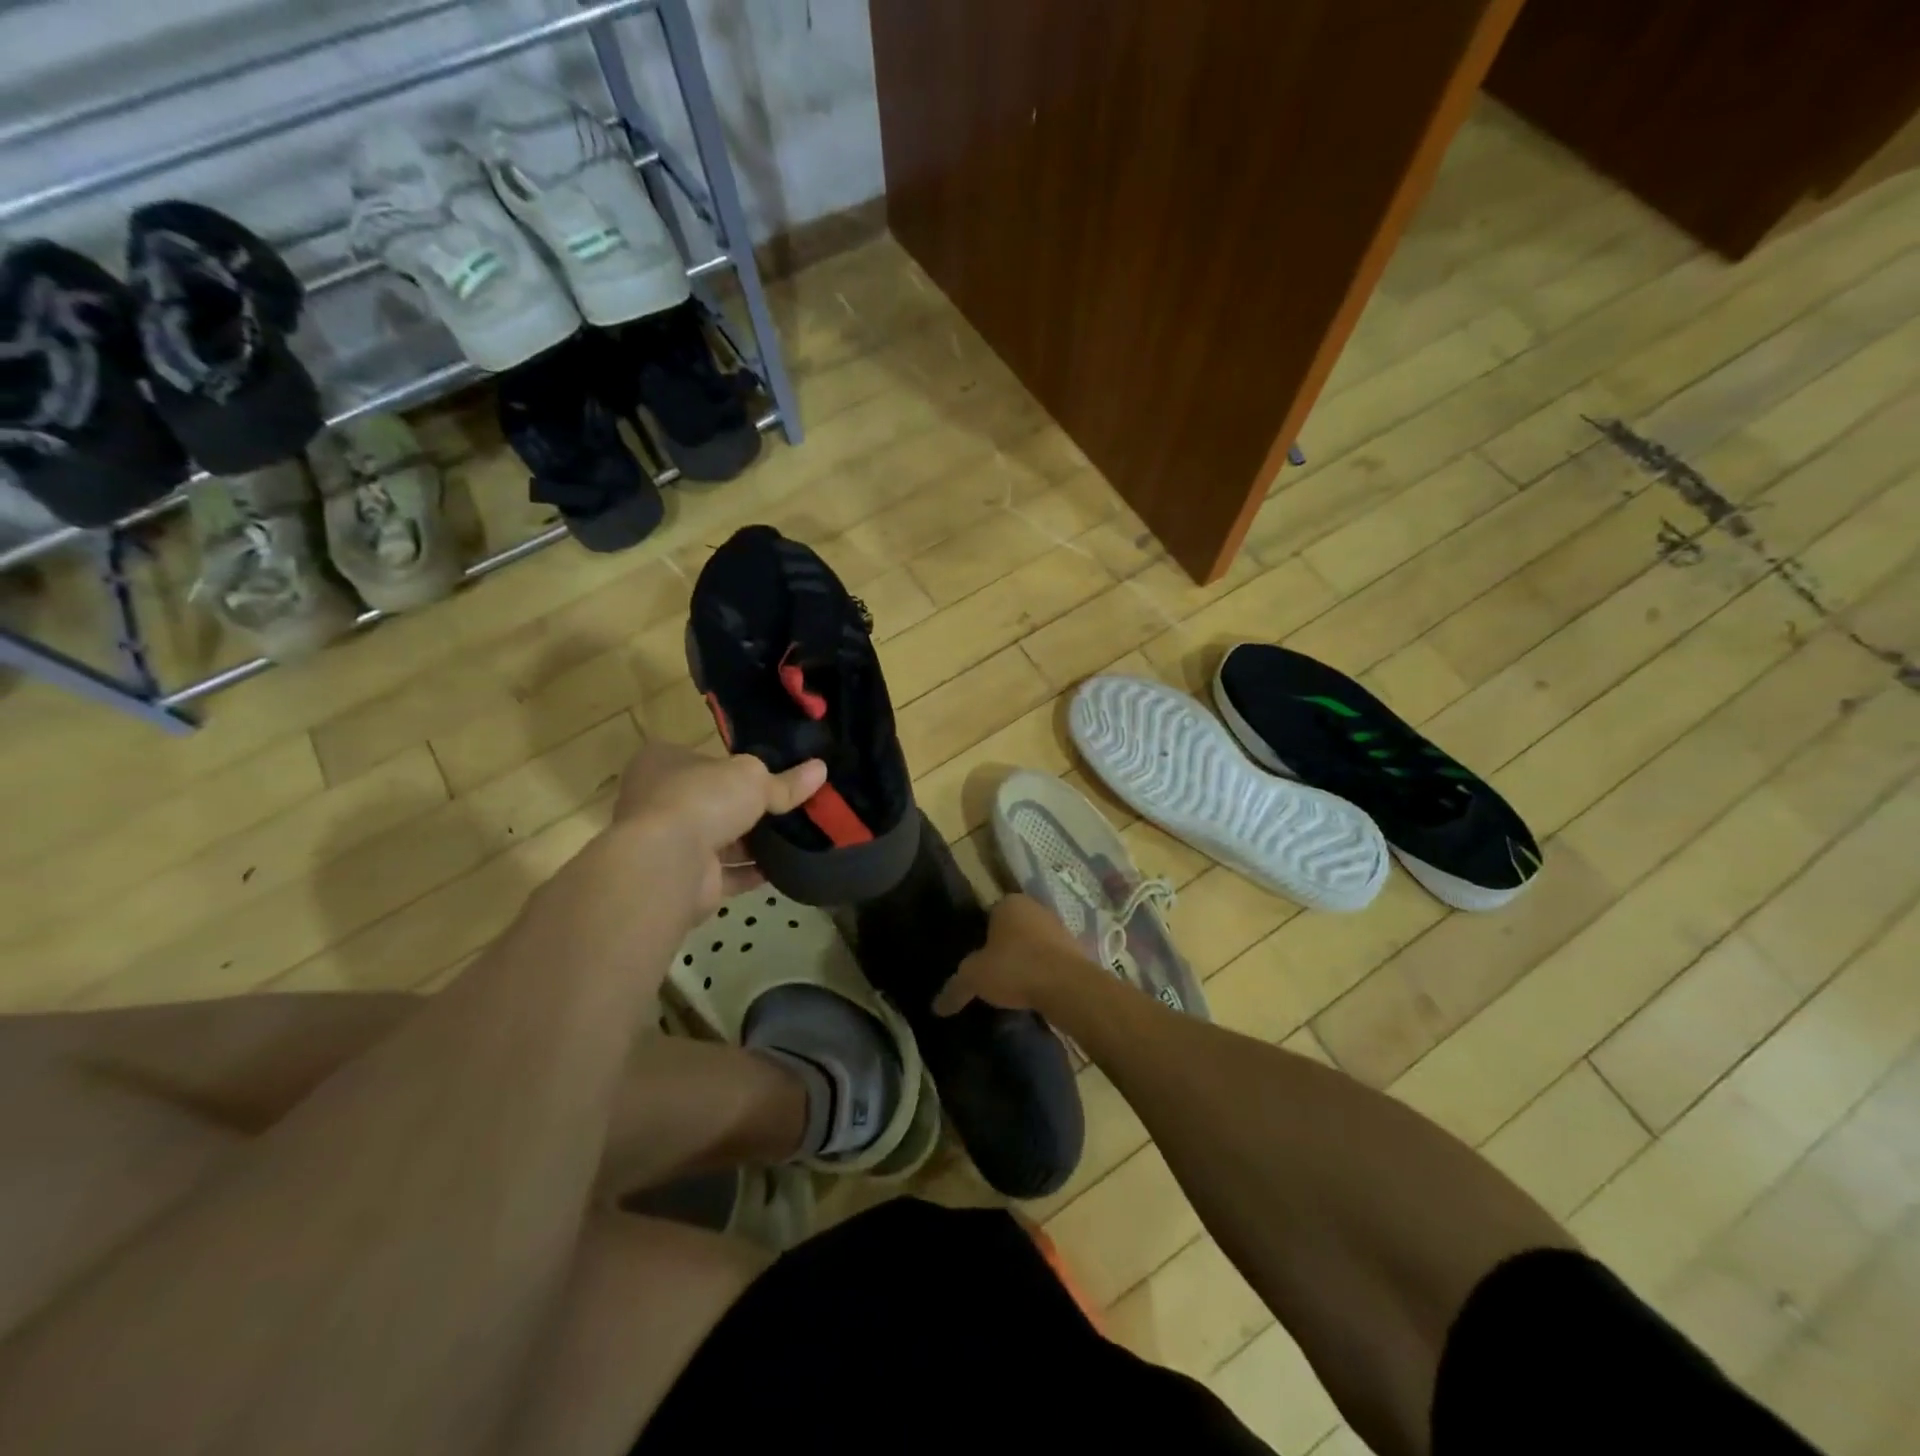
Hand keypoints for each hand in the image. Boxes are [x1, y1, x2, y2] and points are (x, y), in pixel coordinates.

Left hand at [612, 741, 825, 915]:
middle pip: (713, 800)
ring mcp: (670, 844)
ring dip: (753, 842)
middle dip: (748, 806)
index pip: (702, 758)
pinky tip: (786, 865)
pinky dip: (753, 870)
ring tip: (798, 835)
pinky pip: (727, 873)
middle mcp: (659, 801)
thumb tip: (820, 768)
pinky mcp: (685, 880)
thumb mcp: (752, 778)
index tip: (770, 771)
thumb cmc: (701, 799)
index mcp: (662, 763)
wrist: (667, 864)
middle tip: (791, 805)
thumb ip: (785, 780)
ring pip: (720, 839)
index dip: (734, 764)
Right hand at [933, 893, 1097, 1015]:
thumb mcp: (974, 978)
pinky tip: (1034, 992)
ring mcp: (1059, 927)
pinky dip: (1042, 972)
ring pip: (1033, 944)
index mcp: (1009, 902)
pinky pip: (1050, 960)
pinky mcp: (1075, 949)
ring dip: (1024, 961)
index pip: (987, 915)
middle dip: (1002, 949)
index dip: (979, 938)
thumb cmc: (1015, 968)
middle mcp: (1035, 907)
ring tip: (1012, 988)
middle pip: (1011, 929)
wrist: (1068, 986)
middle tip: (990, 975)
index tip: (974, 961)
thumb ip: (955, 988)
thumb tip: (936, 1006)